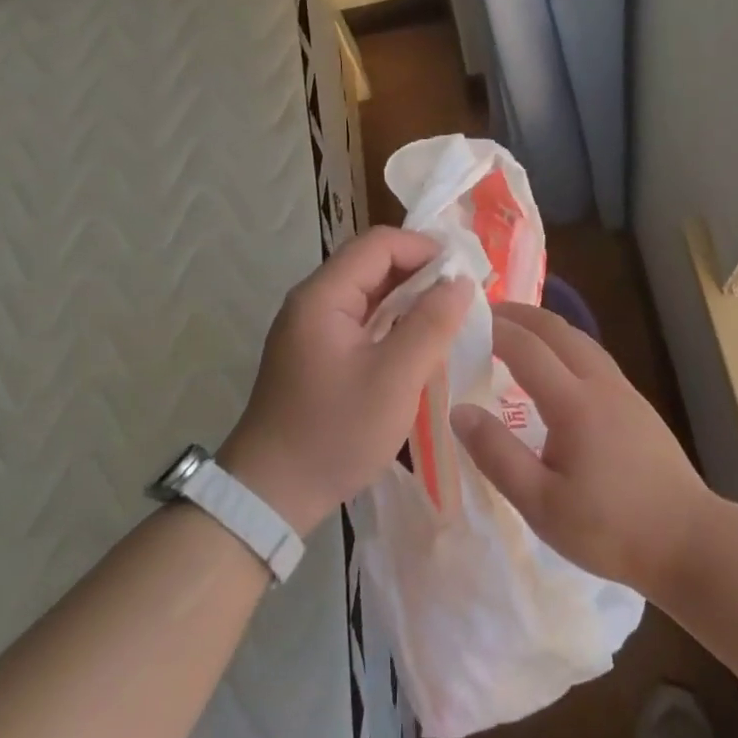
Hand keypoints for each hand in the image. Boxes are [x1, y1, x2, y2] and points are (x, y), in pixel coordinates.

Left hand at [218, 227, 471, 533]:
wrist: (272, 494)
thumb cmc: (335, 432)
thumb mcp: (395, 379)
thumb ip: (431, 324)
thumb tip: (461, 282)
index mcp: (323, 296)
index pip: (379, 243)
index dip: (425, 249)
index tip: (466, 274)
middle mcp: (313, 301)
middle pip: (373, 264)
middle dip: (422, 273)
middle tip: (465, 297)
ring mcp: (313, 328)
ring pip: (370, 294)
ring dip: (410, 300)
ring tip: (452, 318)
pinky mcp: (318, 354)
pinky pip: (363, 321)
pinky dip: (394, 323)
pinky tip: (421, 344)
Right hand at [450, 303, 713, 594]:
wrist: (690, 541)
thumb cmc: (610, 529)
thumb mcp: (541, 504)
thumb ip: (497, 455)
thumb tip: (459, 411)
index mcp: (574, 403)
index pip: (526, 347)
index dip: (493, 329)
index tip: (462, 321)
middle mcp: (601, 384)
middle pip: (557, 329)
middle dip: (519, 314)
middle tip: (485, 313)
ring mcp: (625, 392)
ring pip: (580, 339)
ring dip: (545, 326)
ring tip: (516, 331)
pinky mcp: (638, 406)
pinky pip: (594, 357)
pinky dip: (565, 344)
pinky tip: (557, 367)